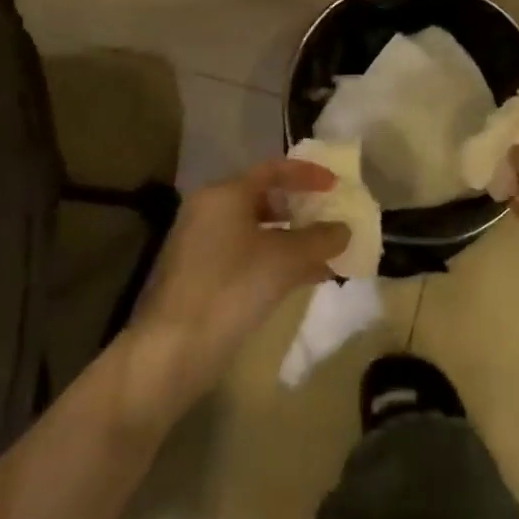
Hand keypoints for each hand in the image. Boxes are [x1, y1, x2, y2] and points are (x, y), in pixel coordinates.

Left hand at [121, 159, 347, 424]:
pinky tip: (306, 278)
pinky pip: (249, 255)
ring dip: (294, 240)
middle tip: (332, 218)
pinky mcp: (204, 276)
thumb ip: (320, 239)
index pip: (273, 170)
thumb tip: (344, 230)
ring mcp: (204, 244)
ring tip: (328, 253)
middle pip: (264, 198)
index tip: (337, 185)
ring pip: (258, 231)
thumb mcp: (285, 259)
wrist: (174, 348)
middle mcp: (210, 211)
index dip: (307, 174)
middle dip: (302, 209)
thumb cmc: (232, 287)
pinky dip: (277, 260)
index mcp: (225, 194)